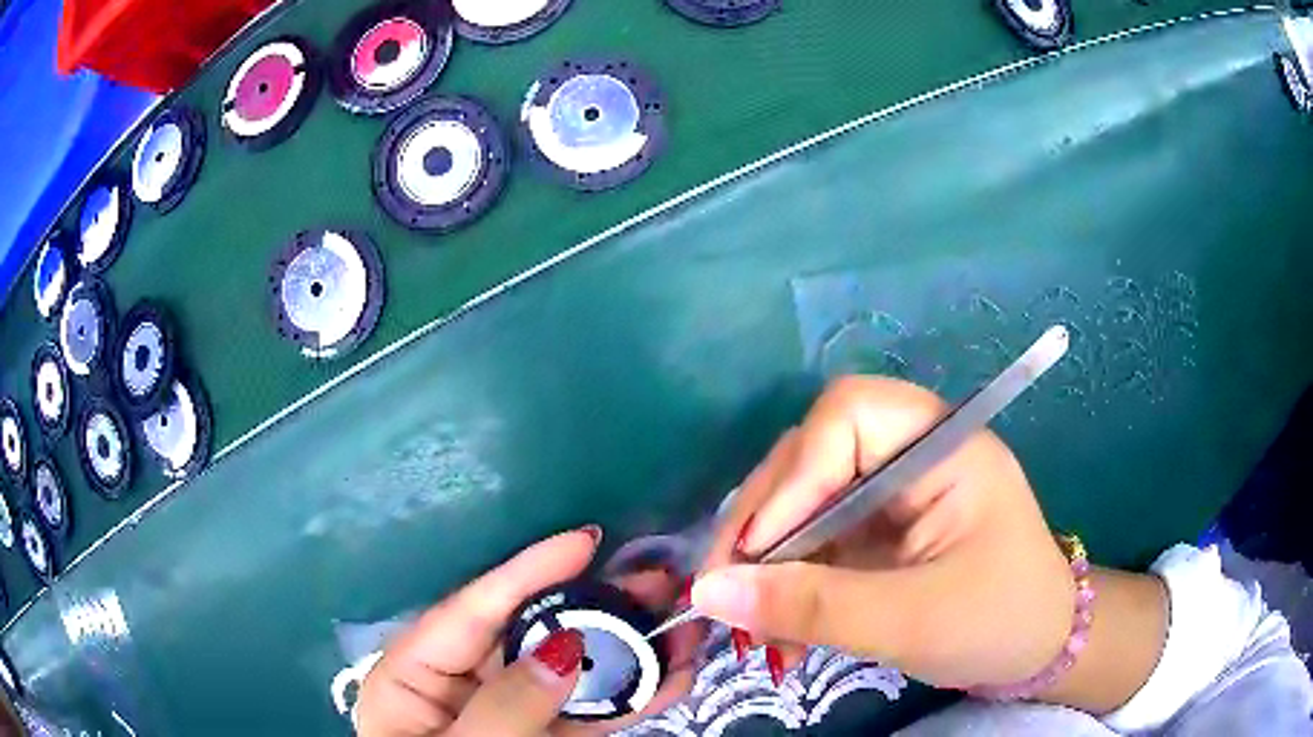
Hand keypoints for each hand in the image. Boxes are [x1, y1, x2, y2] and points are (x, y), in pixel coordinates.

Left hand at [356, 528, 703, 736]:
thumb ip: (506, 707)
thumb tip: (564, 646)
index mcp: (411, 676)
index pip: (470, 611)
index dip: (528, 573)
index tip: (587, 541)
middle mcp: (456, 685)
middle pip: (528, 634)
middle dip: (594, 607)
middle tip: (656, 580)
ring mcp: (503, 712)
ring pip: (567, 672)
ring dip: (626, 651)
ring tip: (681, 624)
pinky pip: (585, 712)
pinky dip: (628, 696)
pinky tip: (671, 675)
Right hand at [694, 376, 1164, 709]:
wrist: (1037, 648)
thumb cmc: (998, 621)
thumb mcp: (910, 620)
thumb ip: (813, 607)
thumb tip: (708, 594)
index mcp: (941, 446)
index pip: (849, 415)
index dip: (795, 476)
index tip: (758, 552)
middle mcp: (909, 454)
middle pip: (811, 456)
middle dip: (762, 526)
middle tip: (723, 593)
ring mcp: (889, 492)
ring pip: (800, 503)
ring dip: (764, 564)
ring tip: (750, 627)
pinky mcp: (875, 530)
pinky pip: (811, 541)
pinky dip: (784, 585)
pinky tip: (778, 632)